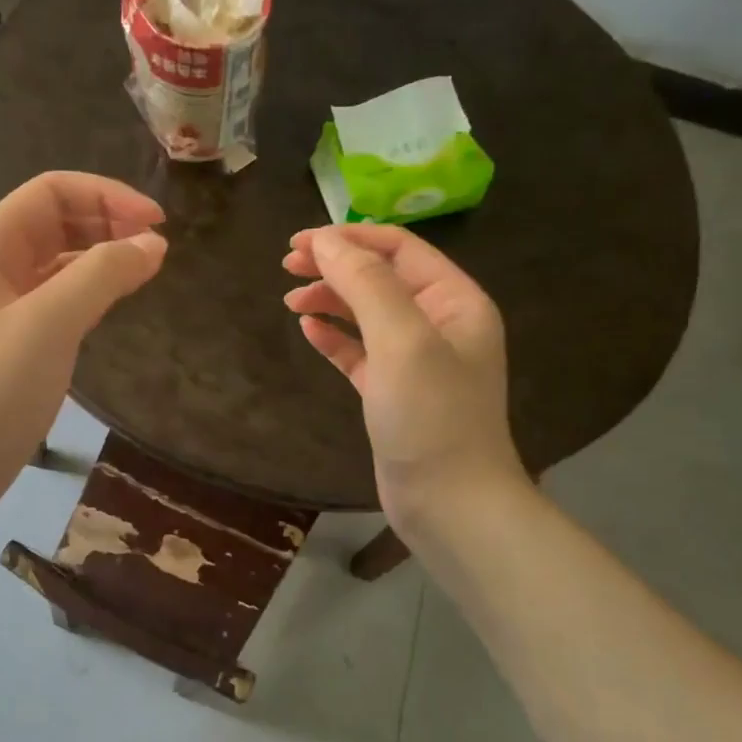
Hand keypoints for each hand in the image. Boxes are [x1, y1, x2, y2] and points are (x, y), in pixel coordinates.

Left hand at [0, 172, 166, 556]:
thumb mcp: (49, 323)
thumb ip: (102, 275)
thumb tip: (153, 243)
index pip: (52, 191)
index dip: (107, 196)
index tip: (157, 223)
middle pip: (56, 220)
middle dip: (107, 222)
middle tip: (157, 246)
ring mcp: (2, 305)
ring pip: (59, 260)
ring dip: (102, 255)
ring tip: (146, 269)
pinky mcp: (15, 341)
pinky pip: (58, 297)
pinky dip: (91, 291)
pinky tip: (116, 303)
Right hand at [282, 224, 525, 540]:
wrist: (450, 503)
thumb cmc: (432, 416)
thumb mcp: (402, 340)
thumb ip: (365, 284)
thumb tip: (326, 241)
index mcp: (454, 300)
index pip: (398, 249)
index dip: (348, 238)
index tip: (298, 242)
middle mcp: (439, 323)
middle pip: (380, 277)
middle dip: (335, 266)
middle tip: (287, 266)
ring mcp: (416, 360)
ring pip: (366, 313)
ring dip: (330, 300)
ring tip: (290, 299)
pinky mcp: (393, 392)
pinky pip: (360, 352)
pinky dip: (334, 337)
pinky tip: (308, 330)